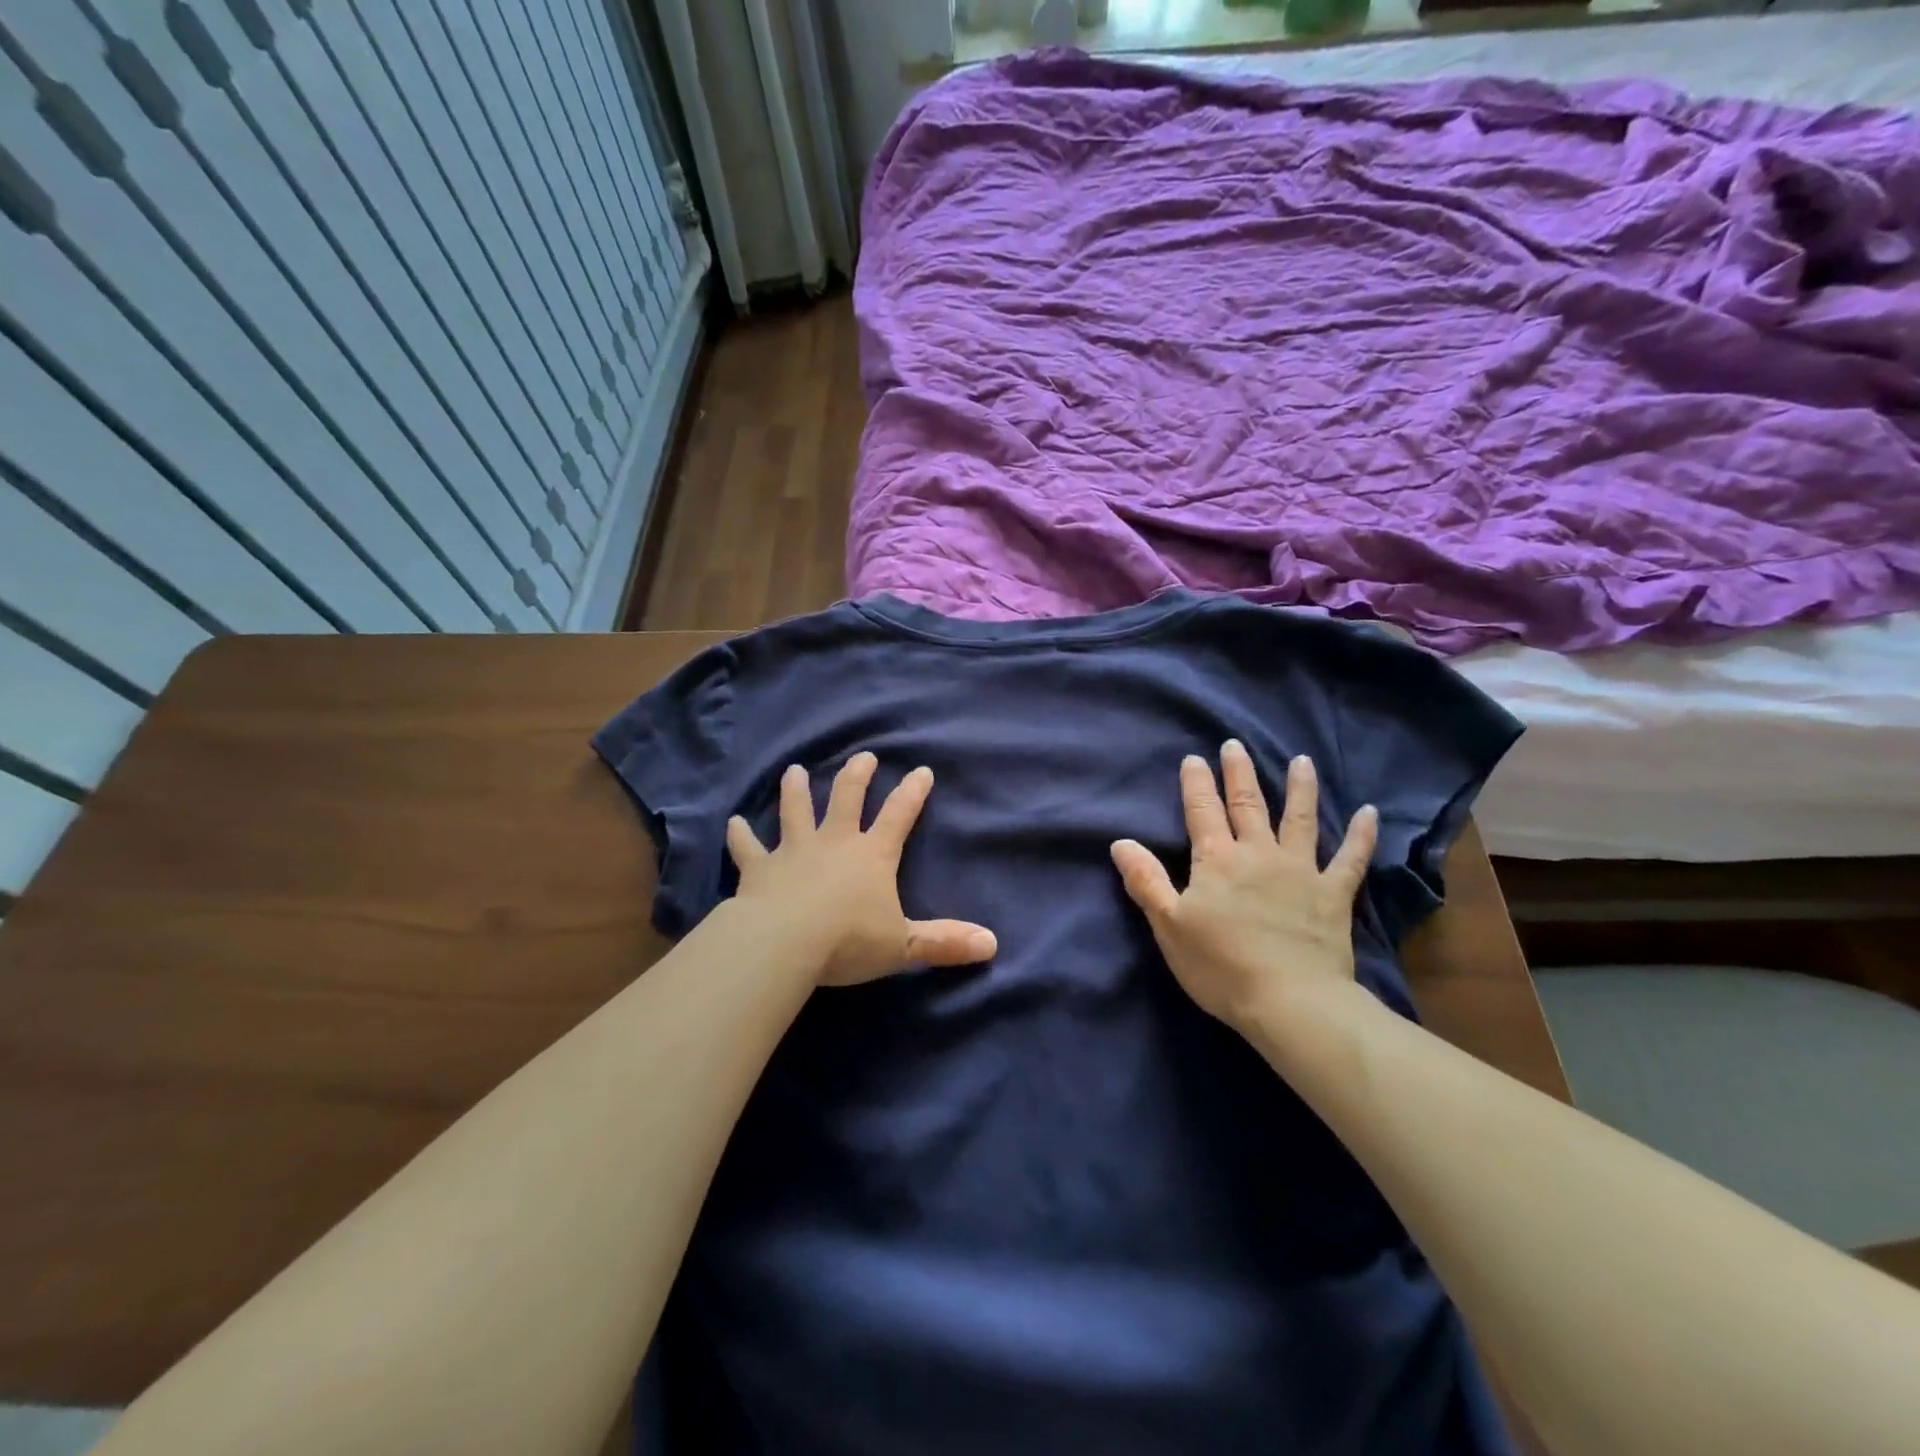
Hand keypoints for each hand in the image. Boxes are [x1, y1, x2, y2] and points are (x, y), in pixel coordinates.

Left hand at [726, 752, 996, 986]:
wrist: (784, 943)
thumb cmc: (848, 941)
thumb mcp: (903, 945)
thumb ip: (944, 942)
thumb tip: (992, 944)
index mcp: (872, 855)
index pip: (899, 816)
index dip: (913, 793)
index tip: (922, 770)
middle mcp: (834, 842)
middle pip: (847, 799)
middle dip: (857, 776)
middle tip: (863, 757)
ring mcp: (794, 851)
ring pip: (796, 811)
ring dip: (796, 790)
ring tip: (796, 770)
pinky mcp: (759, 868)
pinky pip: (748, 847)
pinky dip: (740, 835)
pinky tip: (732, 822)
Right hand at [1111, 742, 1376, 1034]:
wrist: (1291, 1002)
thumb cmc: (1220, 965)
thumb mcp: (1169, 925)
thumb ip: (1146, 881)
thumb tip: (1121, 843)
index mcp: (1217, 860)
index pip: (1202, 811)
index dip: (1196, 784)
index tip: (1194, 759)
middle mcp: (1258, 854)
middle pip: (1247, 804)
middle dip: (1239, 773)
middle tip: (1236, 745)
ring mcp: (1301, 871)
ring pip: (1300, 819)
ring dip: (1300, 788)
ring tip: (1301, 761)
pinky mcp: (1333, 894)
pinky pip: (1351, 859)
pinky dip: (1362, 836)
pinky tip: (1371, 813)